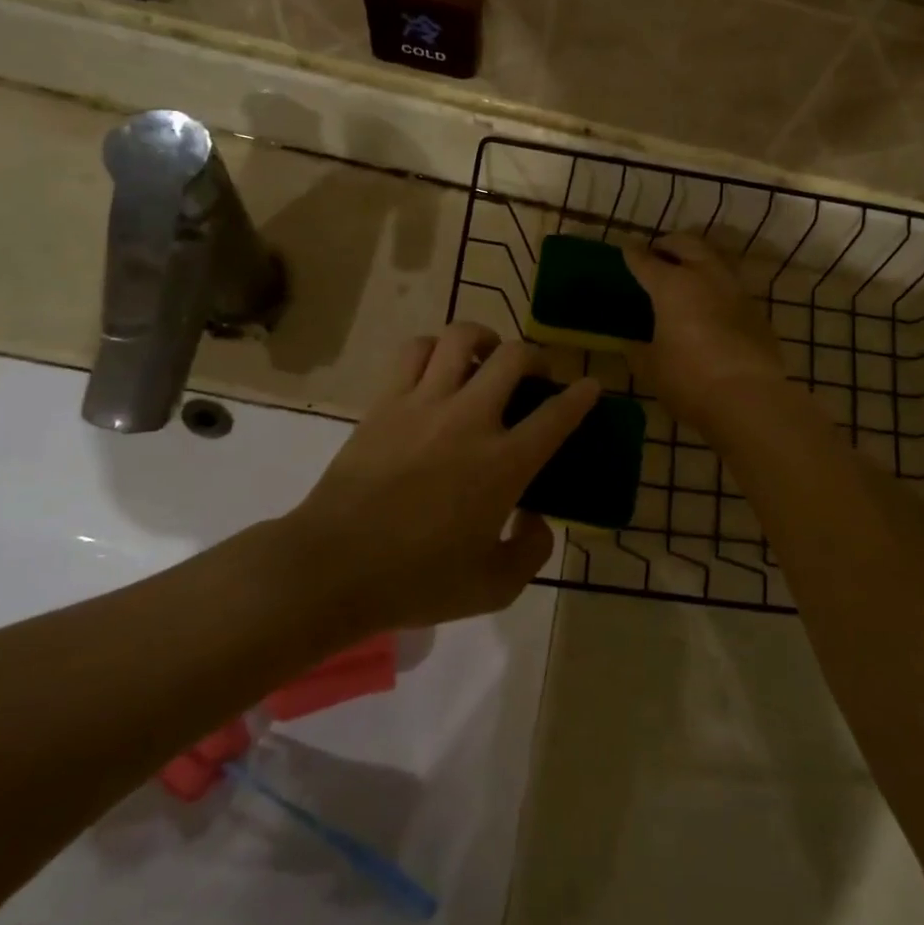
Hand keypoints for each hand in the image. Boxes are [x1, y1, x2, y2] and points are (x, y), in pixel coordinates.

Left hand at [282, 323, 598, 632]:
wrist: (333, 567)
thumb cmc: (417, 580)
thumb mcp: (493, 587)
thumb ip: (531, 551)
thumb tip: (537, 519)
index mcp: (504, 464)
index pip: (557, 414)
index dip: (582, 395)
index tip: (590, 385)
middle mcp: (471, 419)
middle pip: (515, 357)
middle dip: (536, 357)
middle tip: (534, 375)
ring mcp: (424, 403)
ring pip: (462, 338)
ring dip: (485, 340)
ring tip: (486, 357)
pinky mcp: (386, 400)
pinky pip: (415, 350)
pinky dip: (434, 347)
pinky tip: (437, 366)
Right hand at [622, 234, 792, 429]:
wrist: (749, 399)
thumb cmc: (689, 380)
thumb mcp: (651, 368)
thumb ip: (639, 350)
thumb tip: (633, 344)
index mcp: (672, 286)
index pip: (646, 261)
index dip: (633, 254)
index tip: (627, 249)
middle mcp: (706, 277)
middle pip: (688, 244)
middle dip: (670, 243)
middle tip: (659, 251)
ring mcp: (736, 291)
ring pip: (716, 259)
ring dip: (699, 258)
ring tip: (688, 271)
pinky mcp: (756, 311)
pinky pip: (732, 286)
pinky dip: (717, 286)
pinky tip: (711, 303)